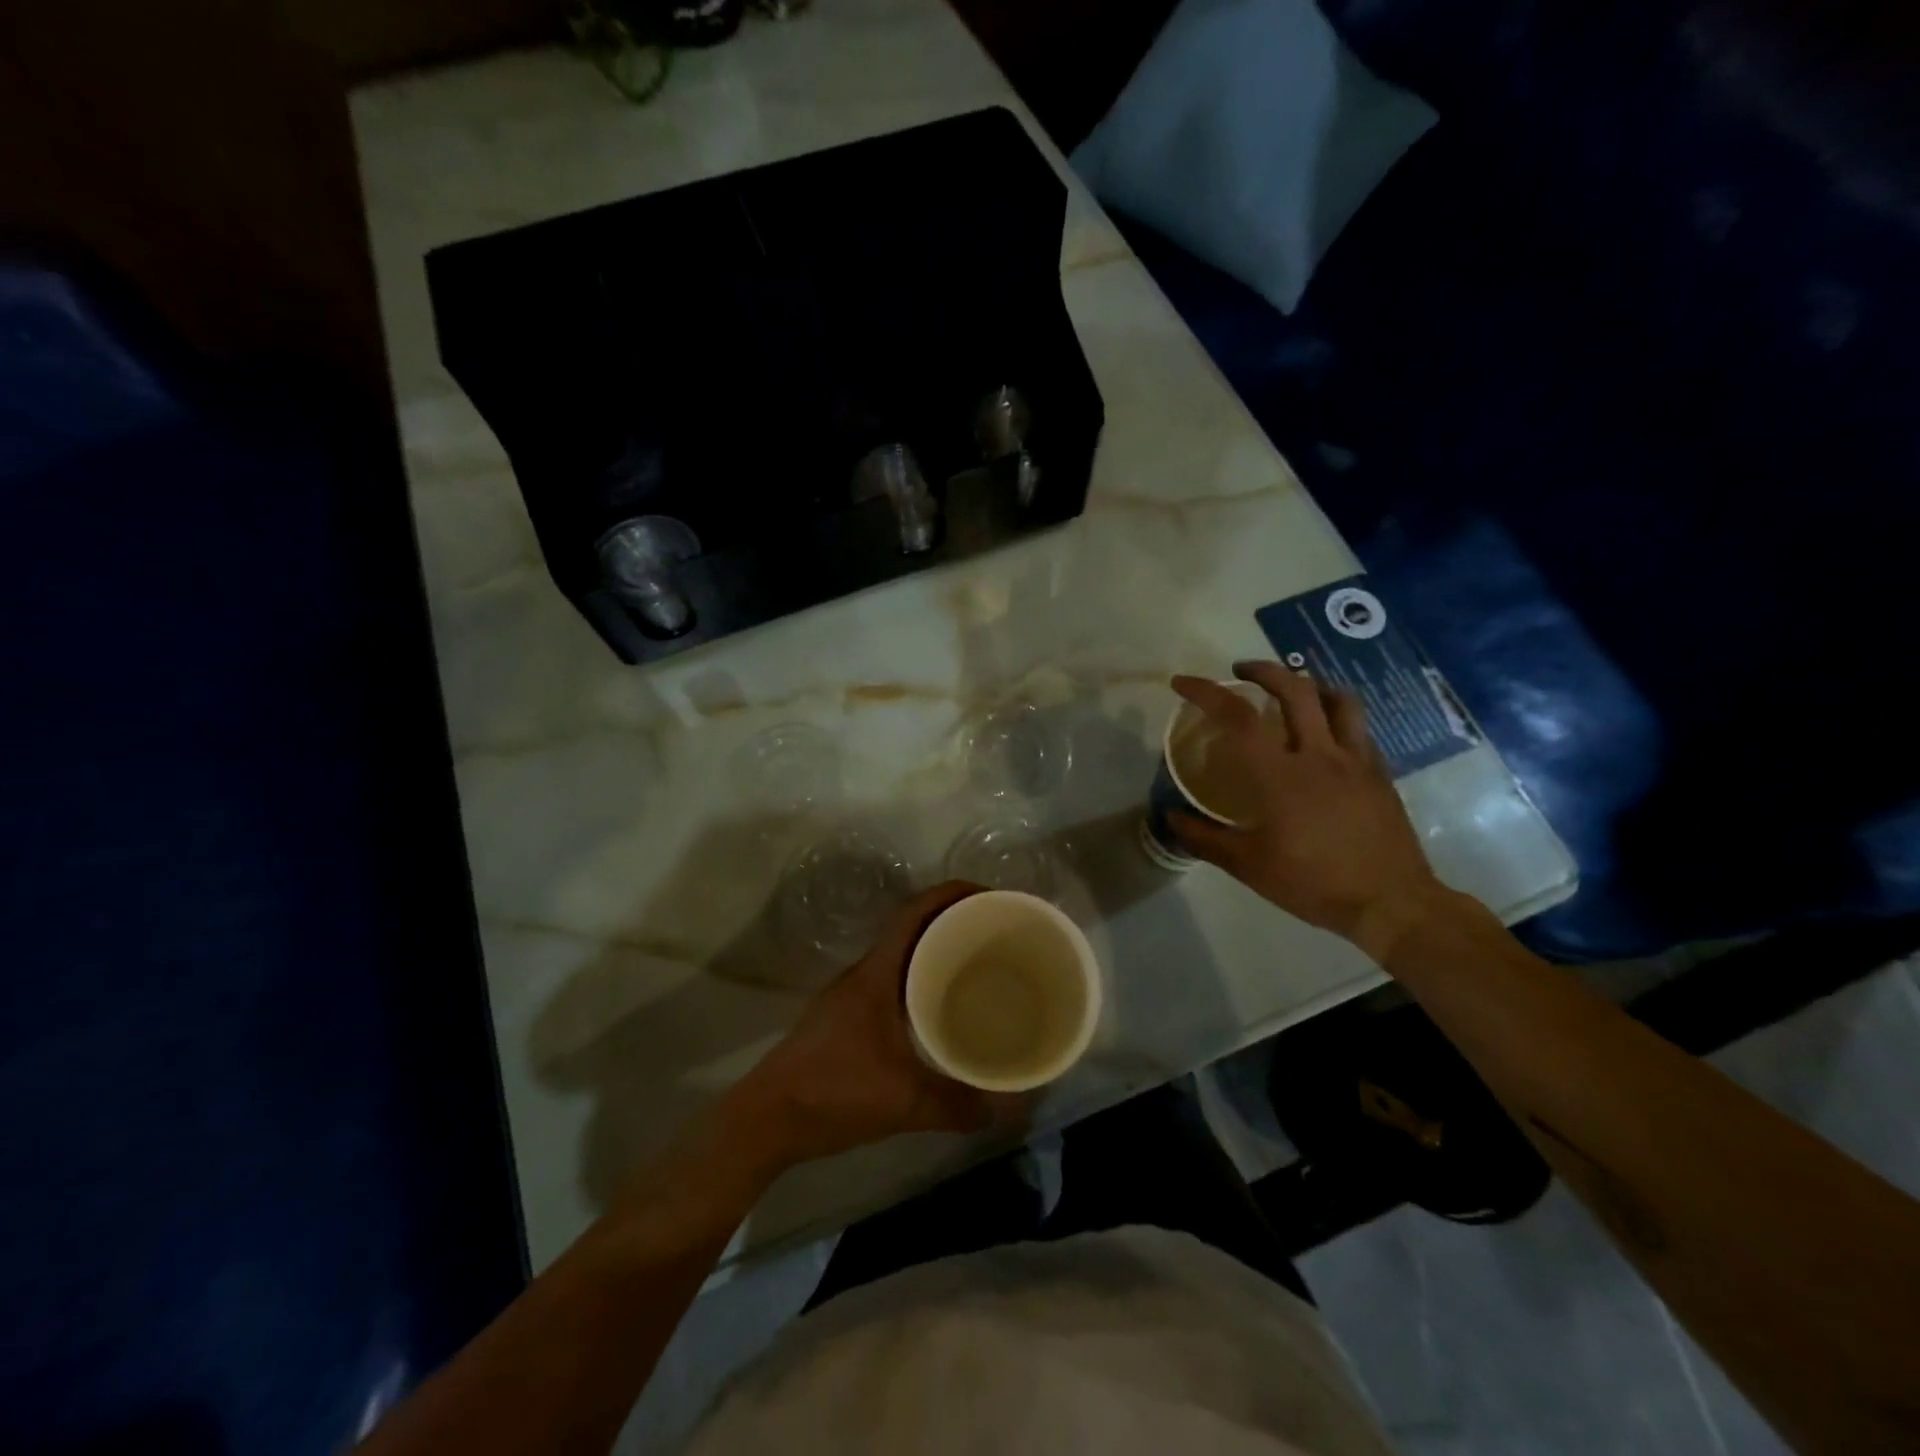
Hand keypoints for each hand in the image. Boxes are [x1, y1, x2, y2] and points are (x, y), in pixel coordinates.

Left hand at [733, 882, 1026, 1168]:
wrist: (767, 1119)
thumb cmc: (833, 1091)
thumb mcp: (904, 1100)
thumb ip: (958, 1104)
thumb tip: (1012, 1108)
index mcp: (876, 973)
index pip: (915, 912)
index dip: (951, 894)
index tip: (989, 895)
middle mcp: (865, 974)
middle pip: (912, 928)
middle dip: (953, 921)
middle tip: (995, 932)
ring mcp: (853, 995)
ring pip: (902, 957)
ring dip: (936, 951)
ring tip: (978, 964)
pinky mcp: (848, 1018)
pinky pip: (894, 982)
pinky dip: (922, 981)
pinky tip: (941, 1009)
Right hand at [1169, 662, 1447, 961]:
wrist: (1390, 902)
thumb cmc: (1312, 883)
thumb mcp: (1248, 866)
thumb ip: (1205, 838)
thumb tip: (1171, 818)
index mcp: (1280, 774)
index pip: (1238, 717)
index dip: (1207, 692)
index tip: (1183, 682)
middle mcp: (1319, 754)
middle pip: (1294, 688)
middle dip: (1263, 670)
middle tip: (1241, 673)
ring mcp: (1356, 760)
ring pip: (1337, 699)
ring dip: (1309, 684)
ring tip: (1291, 689)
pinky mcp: (1379, 772)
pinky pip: (1358, 727)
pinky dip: (1336, 714)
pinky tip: (1325, 732)